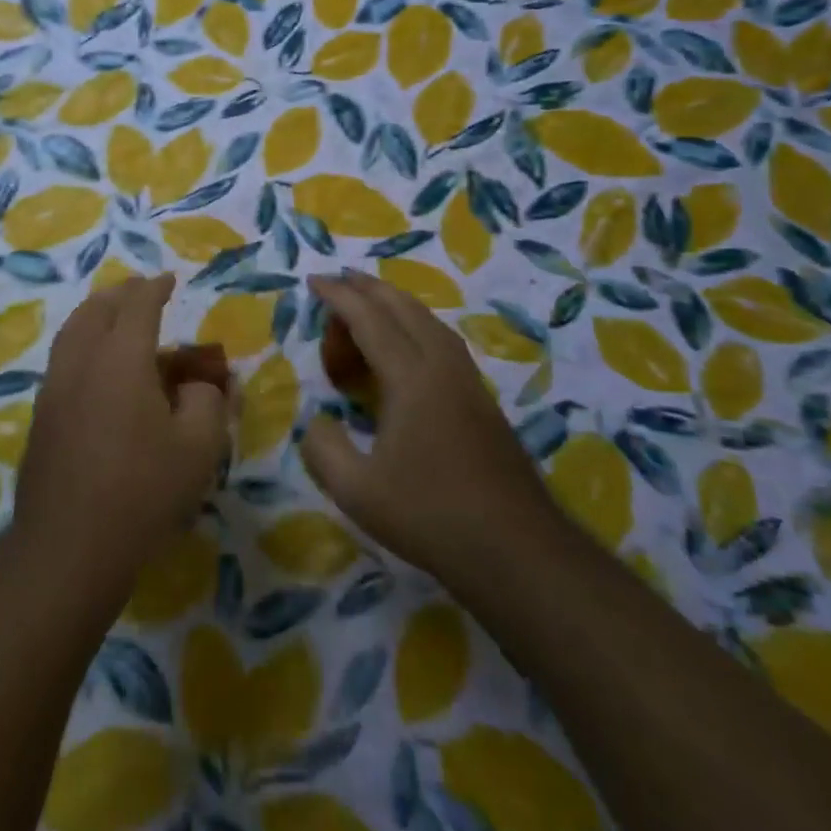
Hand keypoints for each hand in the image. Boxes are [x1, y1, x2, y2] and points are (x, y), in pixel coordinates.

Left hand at [12, 275, 231, 604]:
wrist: (68, 546)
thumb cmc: (142, 492)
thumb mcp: (198, 448)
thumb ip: (207, 402)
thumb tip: (199, 385)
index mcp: (120, 359)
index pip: (138, 306)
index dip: (154, 288)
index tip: (167, 279)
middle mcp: (81, 362)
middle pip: (96, 310)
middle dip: (120, 294)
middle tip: (139, 290)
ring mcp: (54, 389)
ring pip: (72, 333)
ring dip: (95, 316)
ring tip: (114, 317)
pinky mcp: (41, 417)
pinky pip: (63, 360)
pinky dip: (82, 344)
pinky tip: (96, 368)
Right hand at [301, 272, 562, 578]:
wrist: (517, 550)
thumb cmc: (431, 516)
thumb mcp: (357, 491)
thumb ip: (323, 449)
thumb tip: (316, 420)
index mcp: (412, 379)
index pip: (370, 321)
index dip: (339, 297)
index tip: (314, 281)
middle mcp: (443, 368)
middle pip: (405, 308)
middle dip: (369, 288)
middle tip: (338, 280)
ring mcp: (469, 383)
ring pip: (431, 322)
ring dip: (397, 303)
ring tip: (371, 302)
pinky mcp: (483, 403)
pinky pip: (444, 342)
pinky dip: (417, 326)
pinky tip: (410, 347)